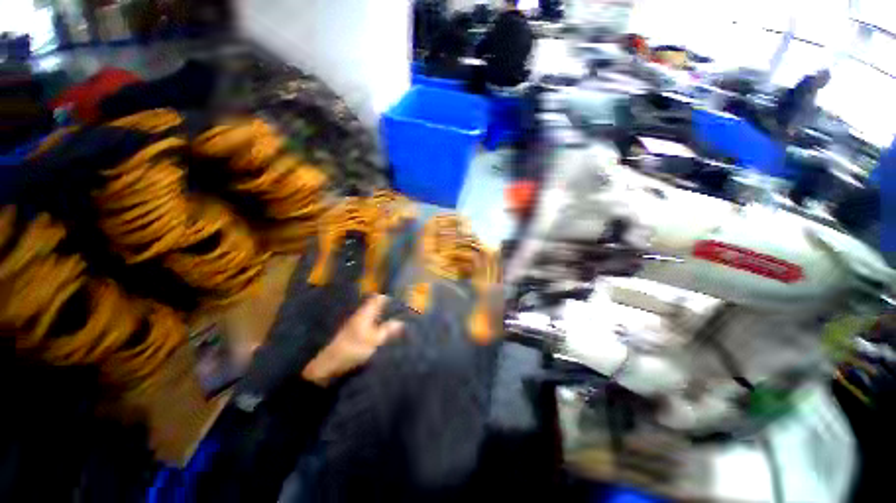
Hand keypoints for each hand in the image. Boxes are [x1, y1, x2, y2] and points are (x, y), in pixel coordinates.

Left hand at [301, 295, 403, 386]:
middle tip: (401, 312)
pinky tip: (384, 332)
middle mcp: (360, 315)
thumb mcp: (374, 340)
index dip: (388, 297)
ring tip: (396, 321)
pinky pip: (369, 324)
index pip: (377, 298)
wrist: (330, 364)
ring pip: (372, 315)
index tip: (399, 300)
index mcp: (365, 313)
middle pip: (375, 306)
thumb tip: (400, 322)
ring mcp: (356, 324)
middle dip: (387, 308)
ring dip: (382, 317)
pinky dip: (377, 325)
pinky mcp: (353, 334)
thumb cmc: (353, 348)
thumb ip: (387, 330)